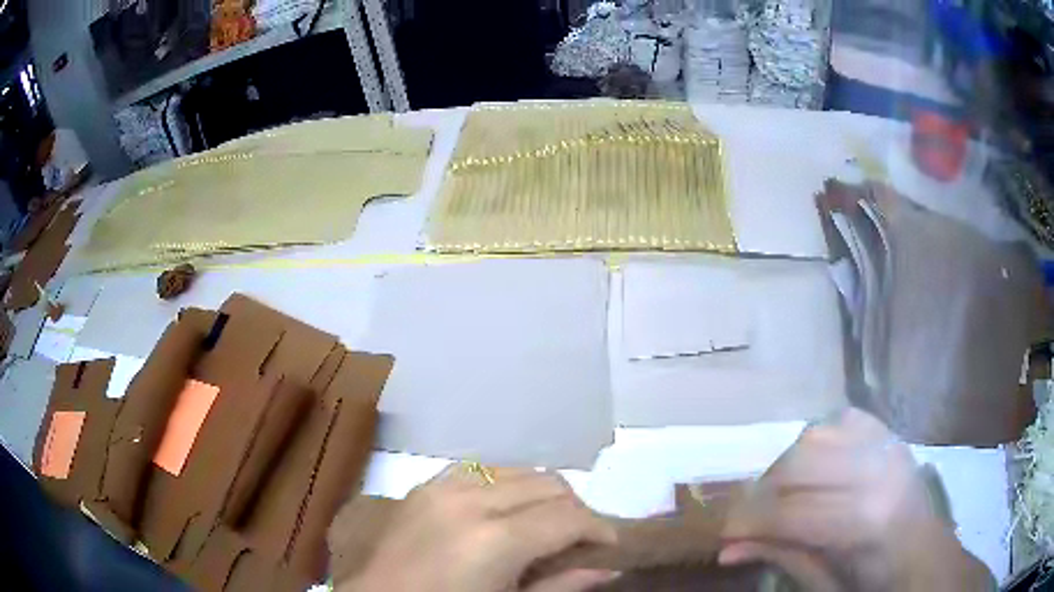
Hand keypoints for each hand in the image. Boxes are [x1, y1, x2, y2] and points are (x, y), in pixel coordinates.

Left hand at [346, 466, 618, 591]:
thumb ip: (562, 585)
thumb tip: (610, 567)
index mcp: (495, 541)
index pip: (568, 517)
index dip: (600, 529)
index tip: (610, 545)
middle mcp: (471, 501)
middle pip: (548, 484)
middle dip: (575, 509)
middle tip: (579, 539)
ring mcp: (442, 487)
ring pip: (517, 470)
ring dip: (541, 494)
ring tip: (544, 525)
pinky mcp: (424, 485)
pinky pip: (479, 470)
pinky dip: (505, 484)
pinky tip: (504, 510)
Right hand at [719, 408, 992, 591]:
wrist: (921, 548)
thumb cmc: (873, 577)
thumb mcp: (824, 581)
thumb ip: (781, 557)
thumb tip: (726, 549)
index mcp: (865, 521)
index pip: (791, 511)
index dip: (749, 521)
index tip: (723, 533)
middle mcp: (876, 471)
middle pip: (800, 464)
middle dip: (762, 491)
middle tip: (750, 517)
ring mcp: (885, 443)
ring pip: (815, 435)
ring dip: (786, 465)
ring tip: (780, 493)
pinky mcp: (887, 431)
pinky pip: (839, 420)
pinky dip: (816, 440)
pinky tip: (814, 466)